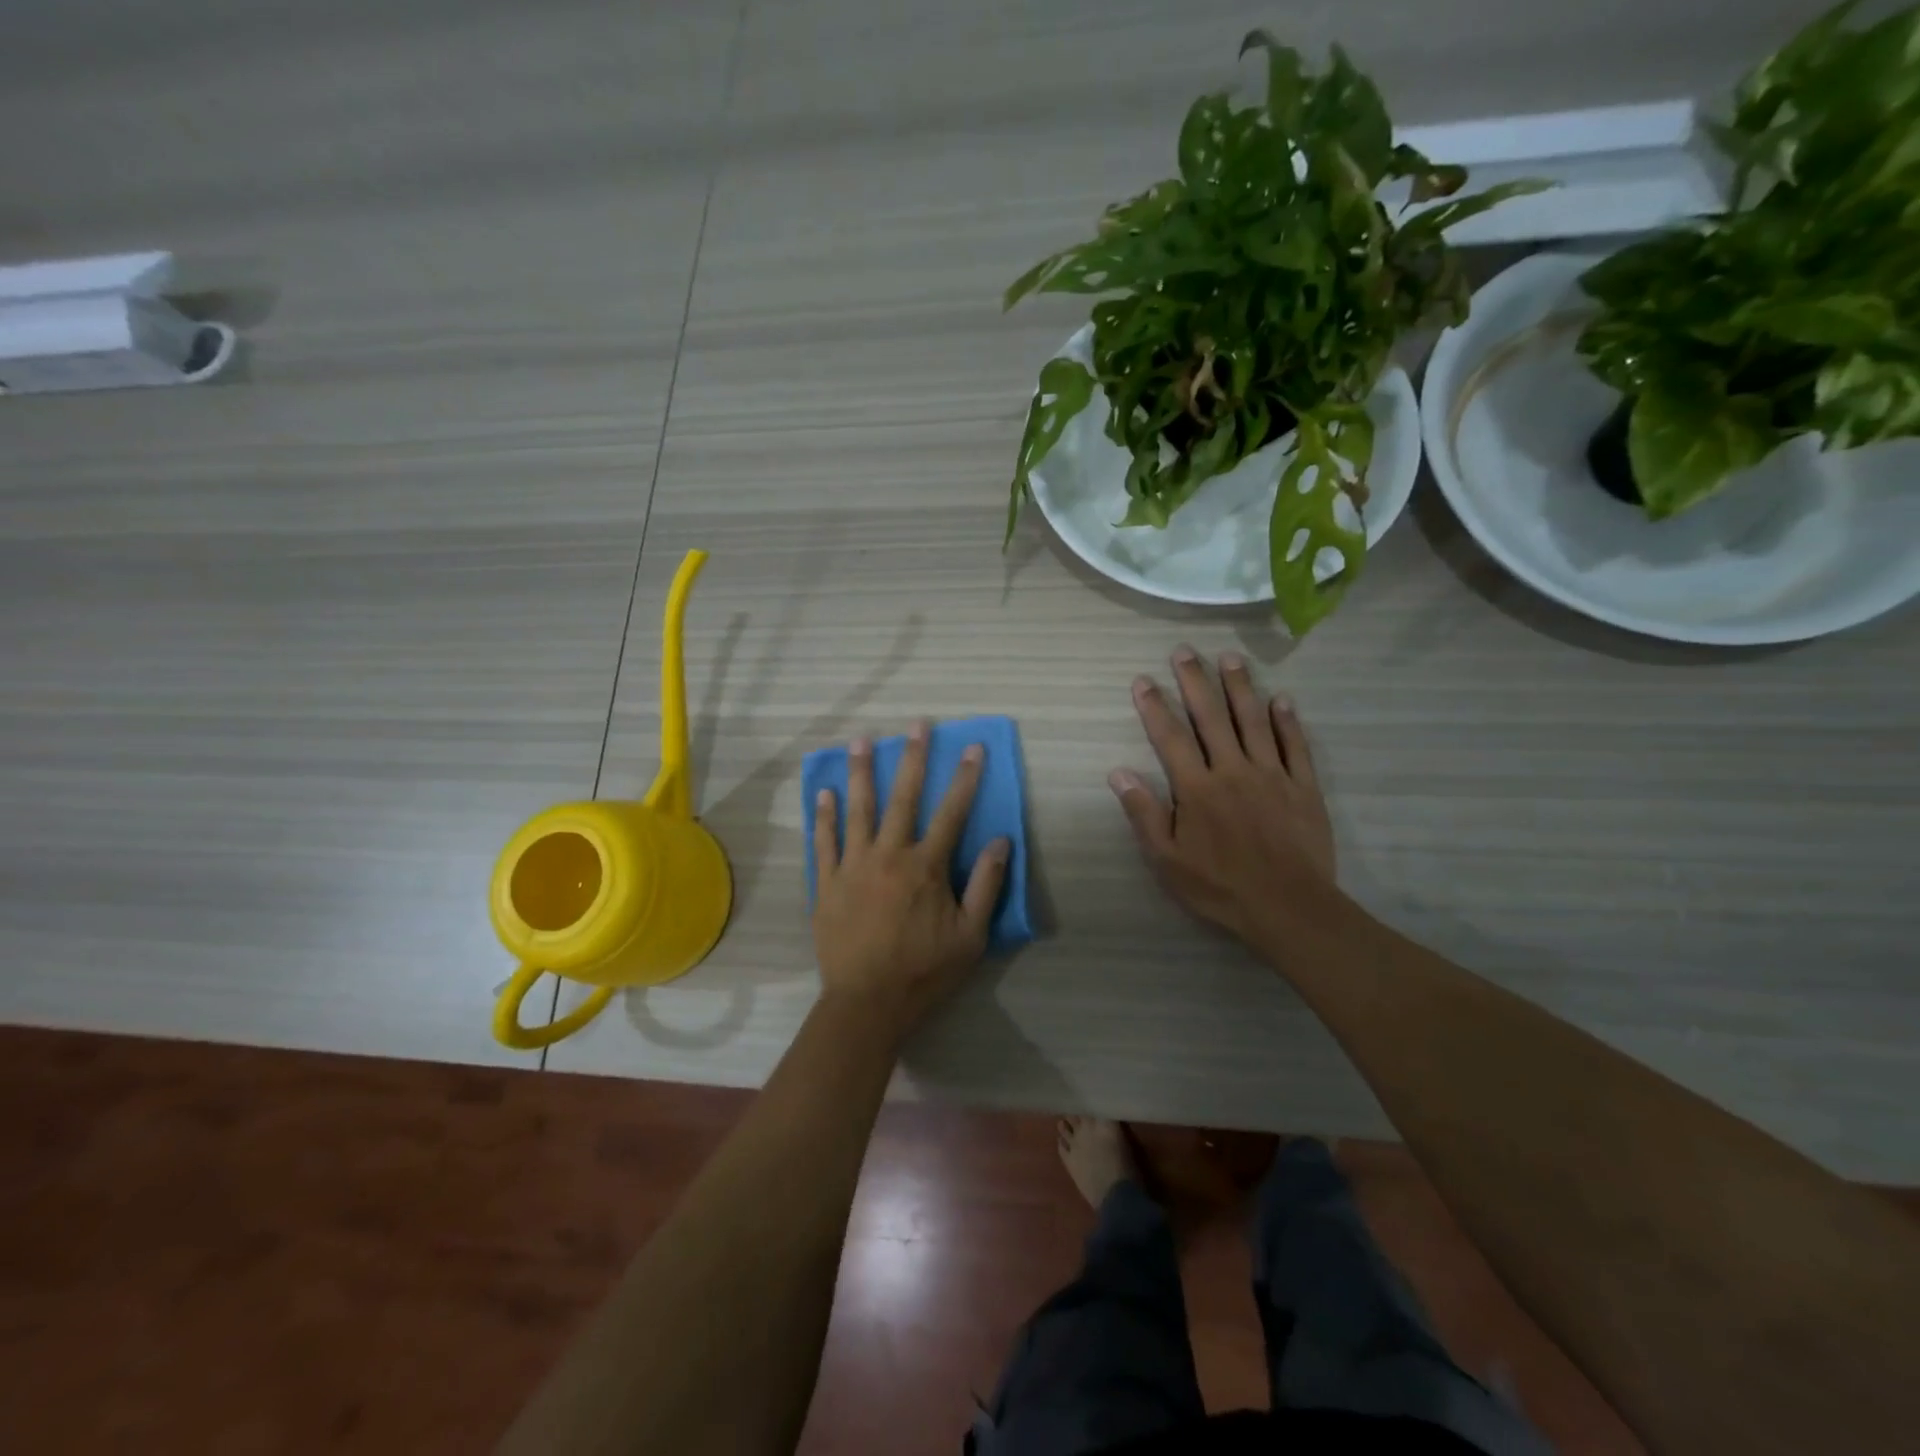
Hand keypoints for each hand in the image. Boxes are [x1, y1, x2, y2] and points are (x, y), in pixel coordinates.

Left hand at [812, 721, 1010, 1043]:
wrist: (867, 1004)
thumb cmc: (924, 971)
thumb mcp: (971, 935)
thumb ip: (986, 885)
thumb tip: (1002, 840)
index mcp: (926, 867)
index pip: (952, 812)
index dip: (965, 778)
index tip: (972, 747)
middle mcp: (889, 855)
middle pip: (902, 798)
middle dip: (912, 758)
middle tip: (915, 725)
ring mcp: (853, 867)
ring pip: (858, 810)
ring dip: (860, 772)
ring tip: (861, 740)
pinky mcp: (826, 884)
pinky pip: (823, 842)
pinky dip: (824, 816)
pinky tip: (825, 793)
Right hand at [1110, 646, 1336, 953]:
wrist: (1289, 908)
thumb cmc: (1219, 886)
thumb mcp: (1167, 860)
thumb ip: (1143, 813)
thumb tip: (1118, 773)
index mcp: (1197, 788)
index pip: (1170, 737)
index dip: (1154, 706)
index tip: (1143, 679)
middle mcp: (1233, 770)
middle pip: (1212, 717)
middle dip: (1195, 681)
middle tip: (1184, 651)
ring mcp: (1272, 775)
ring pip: (1254, 721)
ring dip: (1240, 687)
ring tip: (1229, 658)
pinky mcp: (1303, 787)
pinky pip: (1295, 746)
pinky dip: (1287, 720)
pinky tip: (1281, 699)